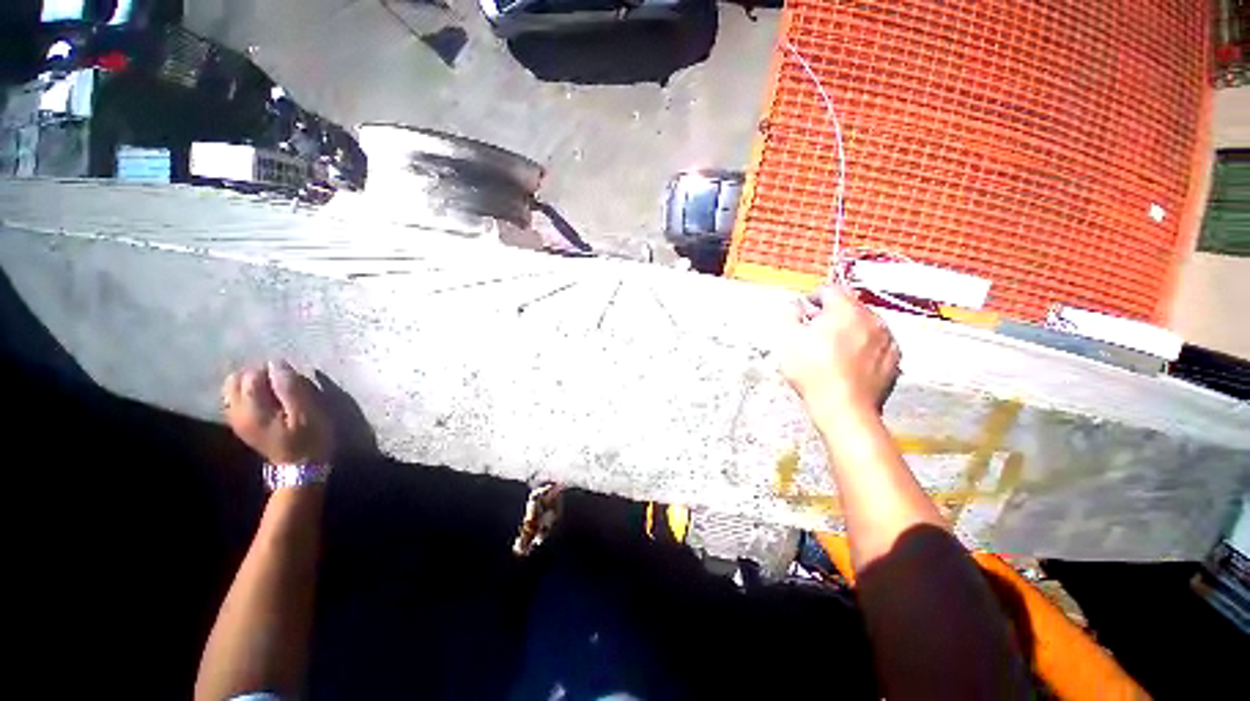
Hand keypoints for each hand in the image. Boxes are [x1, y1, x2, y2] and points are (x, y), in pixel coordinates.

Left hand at [222, 361, 333, 464]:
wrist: (302, 469)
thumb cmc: (310, 439)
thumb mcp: (307, 414)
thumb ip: (290, 388)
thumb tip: (277, 364)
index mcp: (253, 410)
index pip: (252, 376)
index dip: (272, 370)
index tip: (292, 377)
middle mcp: (237, 413)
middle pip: (235, 380)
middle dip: (257, 374)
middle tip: (282, 381)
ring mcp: (237, 420)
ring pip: (232, 389)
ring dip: (251, 383)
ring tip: (275, 388)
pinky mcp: (242, 425)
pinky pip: (236, 400)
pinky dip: (248, 394)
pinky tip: (267, 399)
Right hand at [779, 286, 899, 414]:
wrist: (844, 408)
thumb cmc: (813, 372)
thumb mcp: (788, 340)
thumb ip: (789, 315)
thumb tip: (794, 306)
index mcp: (846, 310)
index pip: (829, 290)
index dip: (812, 299)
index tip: (804, 312)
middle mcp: (872, 319)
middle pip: (849, 306)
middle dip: (831, 315)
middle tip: (814, 332)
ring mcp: (887, 340)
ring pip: (865, 325)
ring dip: (849, 330)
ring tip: (831, 349)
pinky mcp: (894, 361)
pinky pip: (876, 344)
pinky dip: (863, 347)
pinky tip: (849, 362)